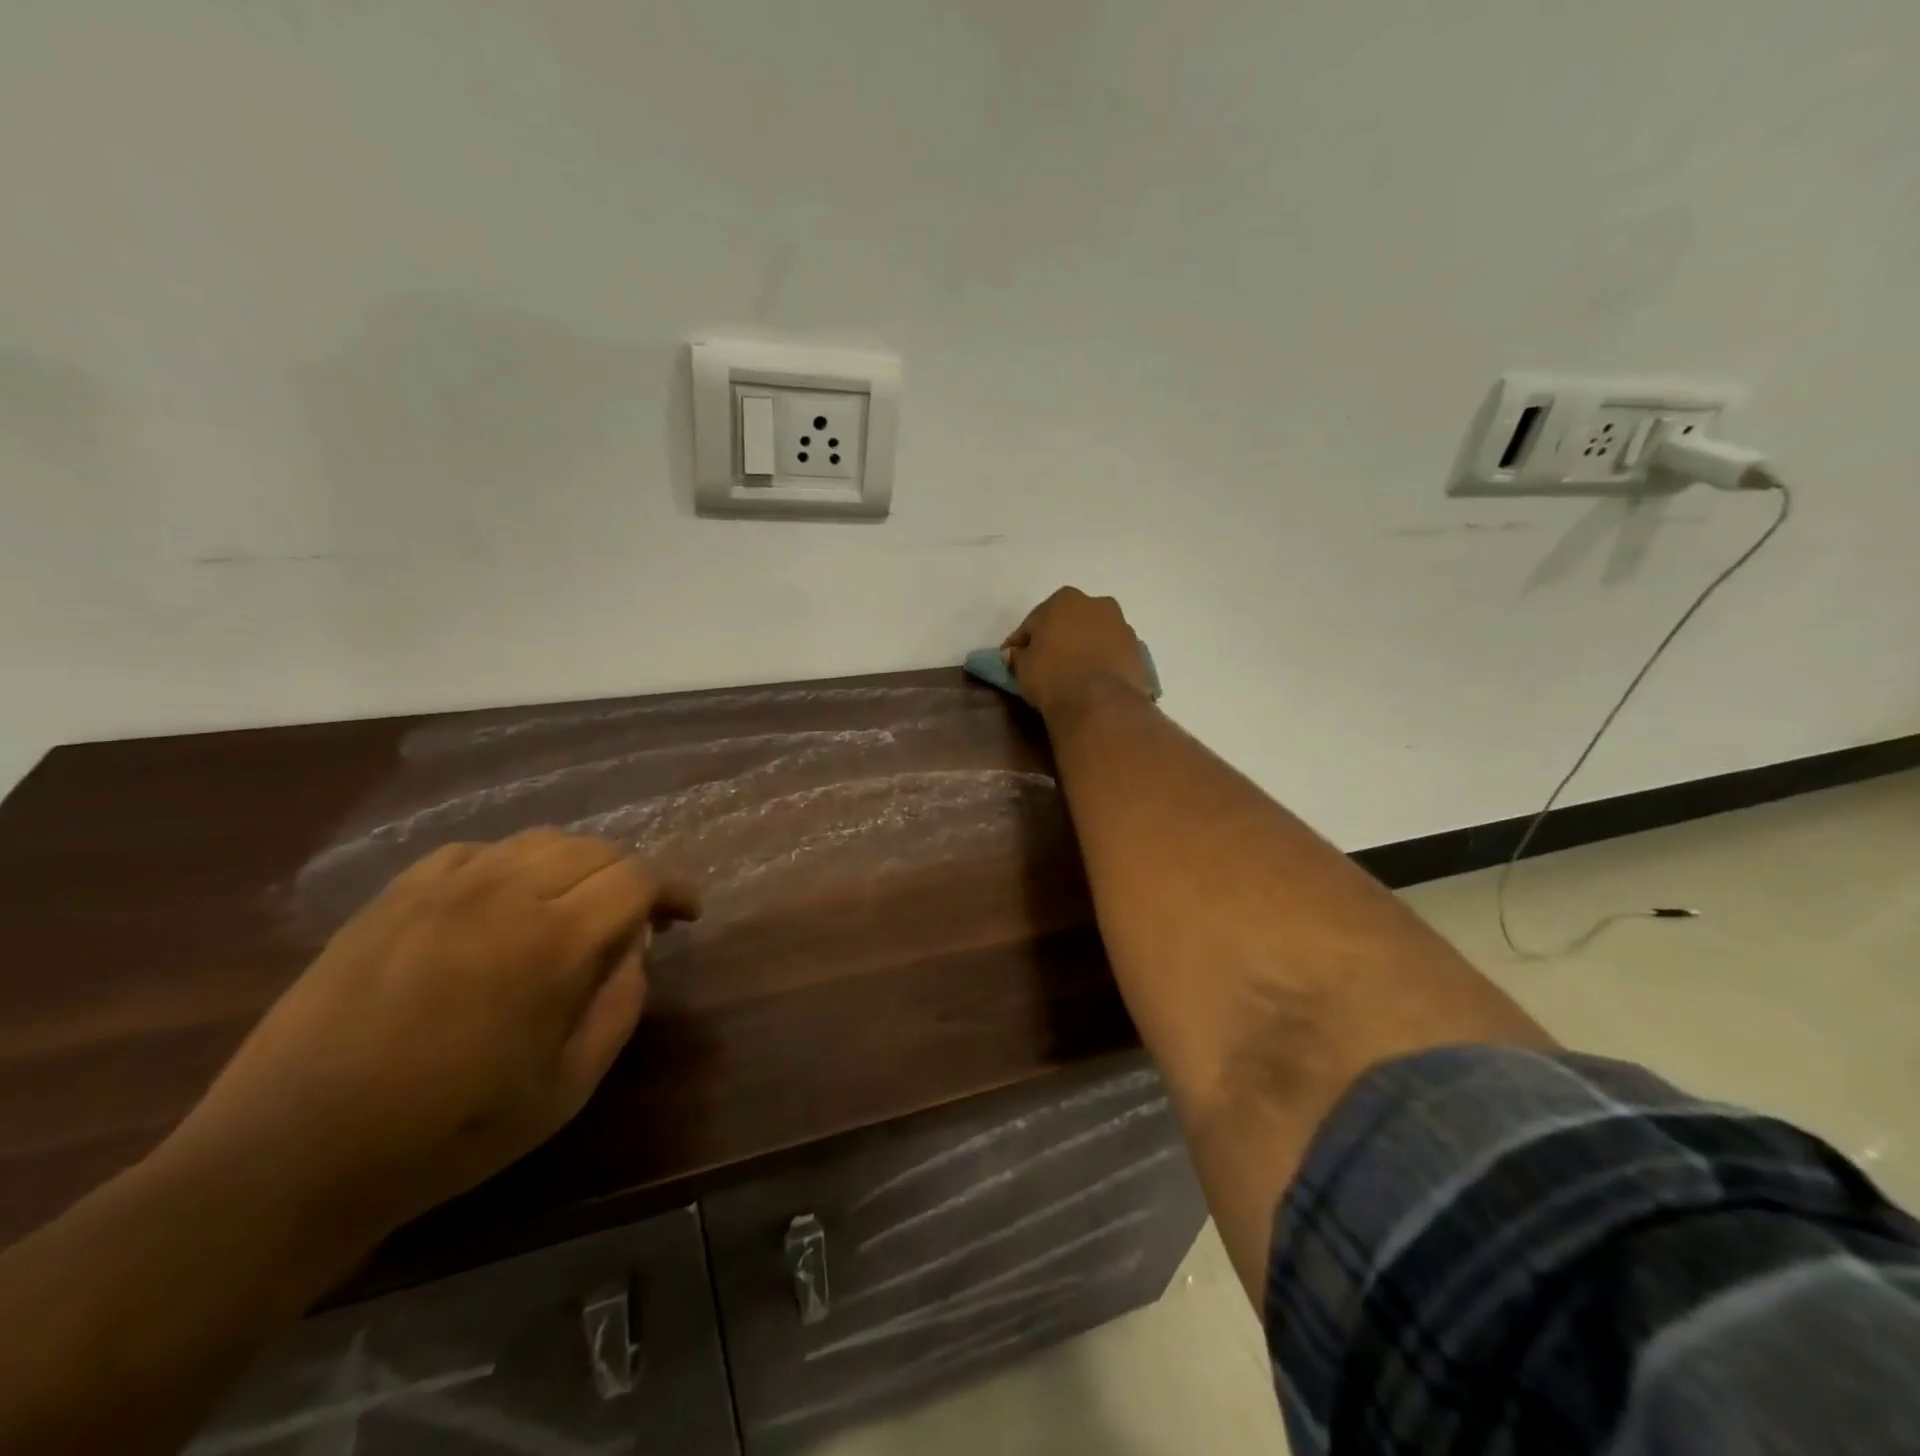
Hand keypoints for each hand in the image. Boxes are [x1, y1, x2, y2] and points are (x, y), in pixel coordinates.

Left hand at [168, 831, 699, 1239]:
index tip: (687, 914)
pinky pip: (474, 852)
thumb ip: (620, 1006)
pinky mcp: (394, 896)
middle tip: (634, 920)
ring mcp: (442, 888)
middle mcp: (505, 893)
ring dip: (575, 866)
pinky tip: (502, 902)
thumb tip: (634, 948)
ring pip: (539, 841)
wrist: (289, 1157)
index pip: (638, 878)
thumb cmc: (446, 1133)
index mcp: (553, 941)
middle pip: (595, 849)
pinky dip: (510, 866)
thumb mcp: (566, 1088)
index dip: (674, 889)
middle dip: (630, 878)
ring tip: (573, 907)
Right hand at [1004, 587, 1153, 720]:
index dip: (1022, 641)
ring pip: (1093, 635)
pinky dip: (1101, 662)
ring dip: (1083, 648)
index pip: (1034, 621)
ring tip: (1072, 674)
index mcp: (1064, 599)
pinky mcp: (1138, 651)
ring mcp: (1122, 626)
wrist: (1101, 704)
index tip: (1014, 658)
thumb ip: (1018, 655)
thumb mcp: (1023, 667)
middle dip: (1057, 638)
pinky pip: (1111, 653)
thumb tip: (1016, 653)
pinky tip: (1092, 681)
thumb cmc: (1053, 677)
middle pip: (1069, 622)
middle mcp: (1097, 604)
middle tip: (1045, 663)